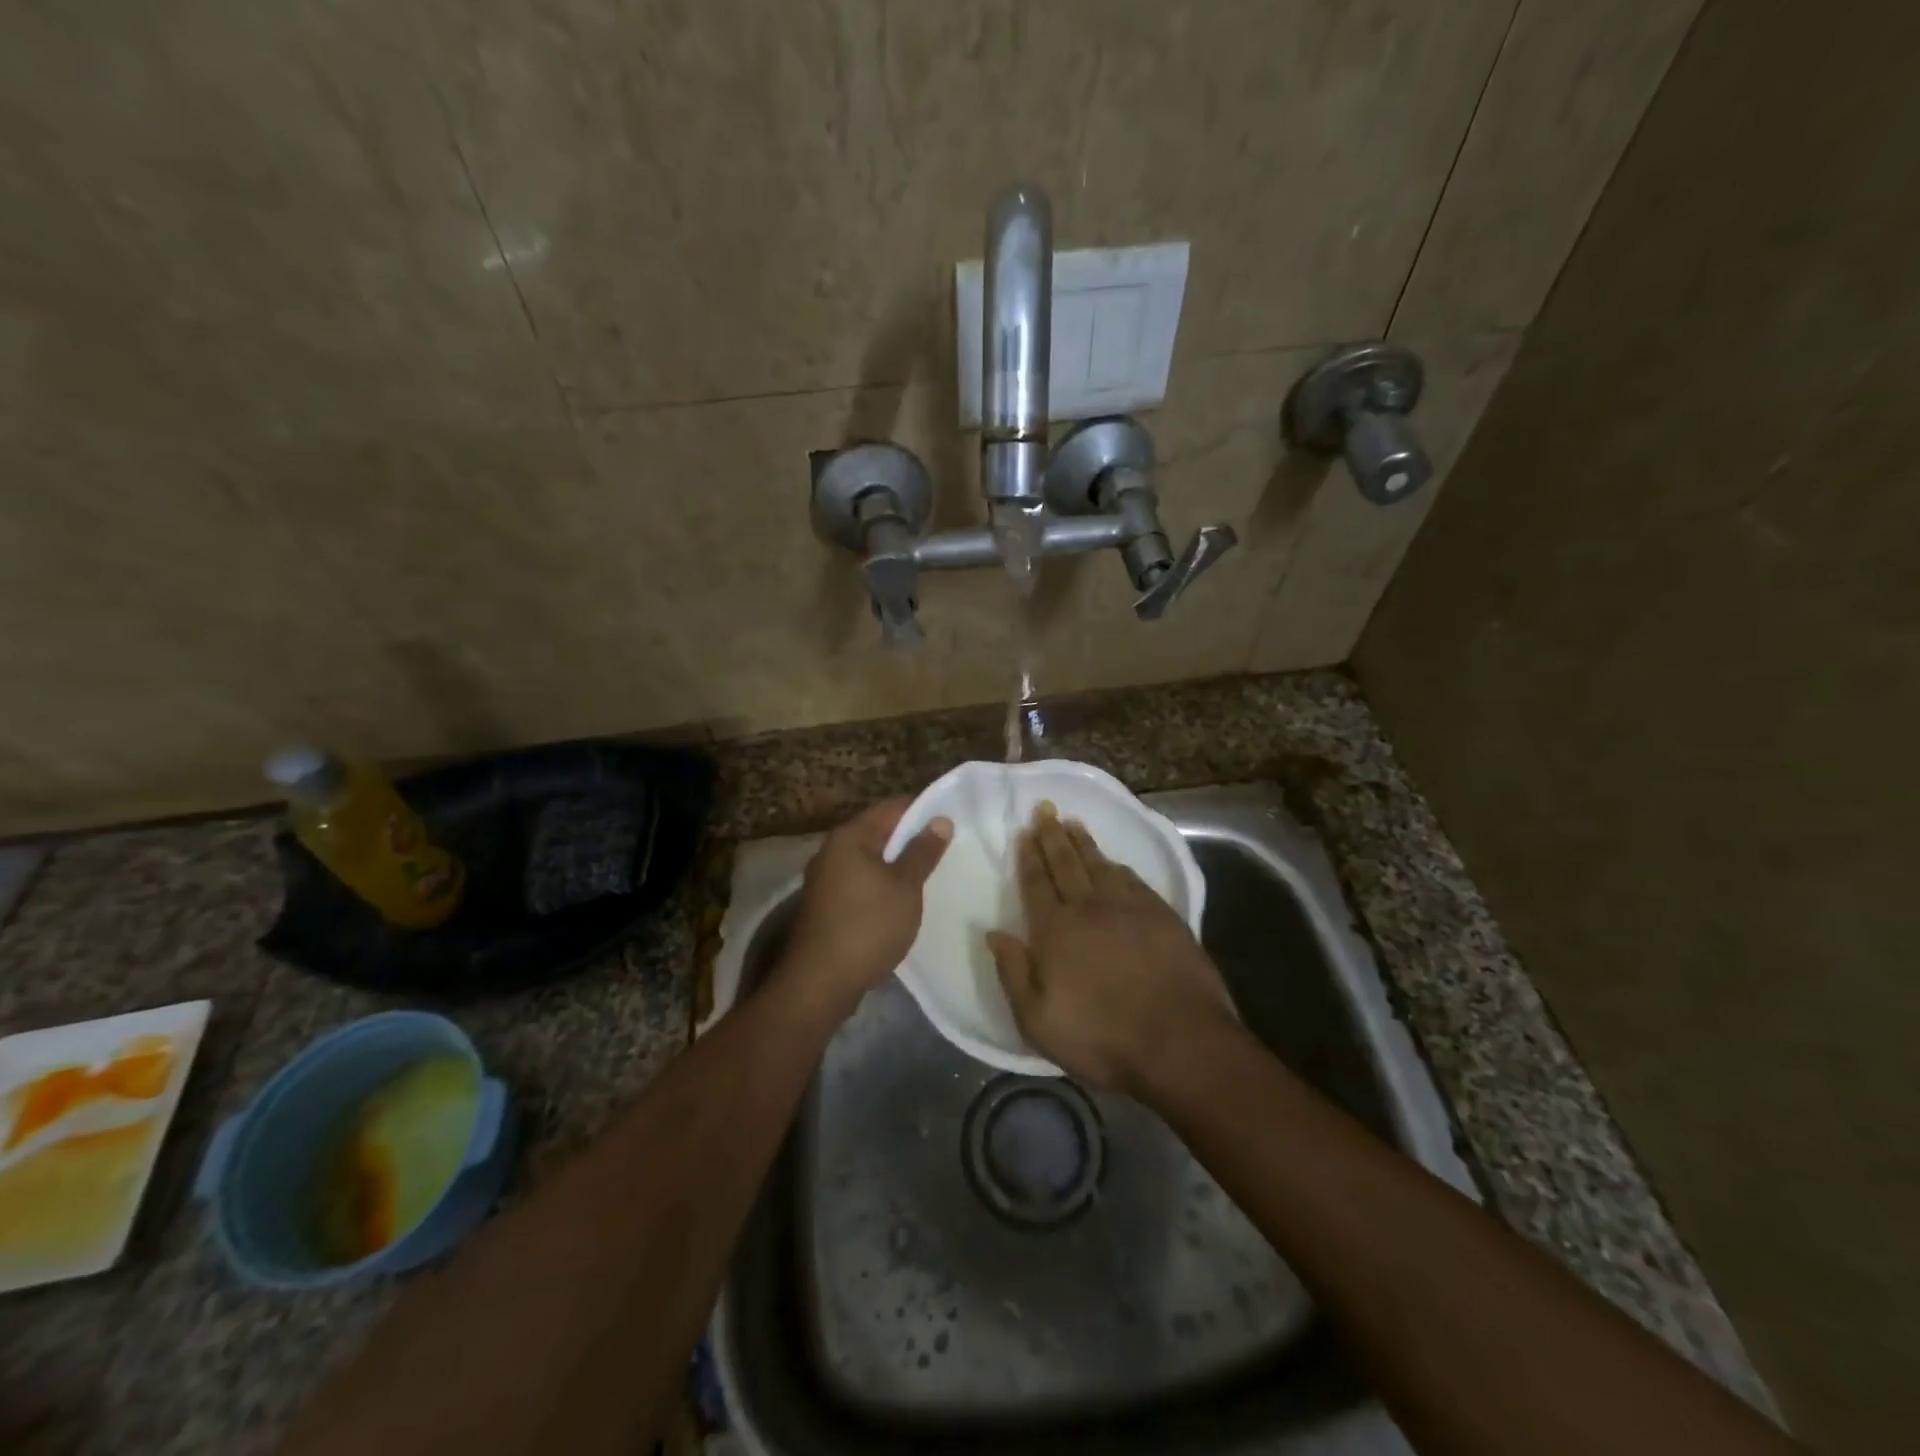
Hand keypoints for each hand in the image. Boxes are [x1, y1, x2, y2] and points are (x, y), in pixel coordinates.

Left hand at [782, 798, 951, 1016]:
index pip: (891, 808)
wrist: (820, 982)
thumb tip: (941, 820)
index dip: (922, 811)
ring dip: (896, 865)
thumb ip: (923, 852)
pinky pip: (860, 883)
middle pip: (878, 833)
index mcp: (849, 837)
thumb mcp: (905, 887)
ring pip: (869, 860)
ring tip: (929, 874)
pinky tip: (902, 901)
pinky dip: (882, 885)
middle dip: (910, 840)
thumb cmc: (868, 925)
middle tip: (946, 849)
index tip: (949, 822)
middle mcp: (832, 851)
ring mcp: (825, 879)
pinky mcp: (826, 905)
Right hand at [987, 805, 1233, 1089]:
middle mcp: (1090, 908)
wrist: (1180, 1042)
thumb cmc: (1102, 1037)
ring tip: (1073, 822)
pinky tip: (1113, 861)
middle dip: (1052, 835)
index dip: (1028, 857)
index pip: (1037, 883)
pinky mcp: (1162, 915)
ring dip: (1084, 842)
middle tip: (1045, 808)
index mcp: (1056, 930)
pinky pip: (1132, 878)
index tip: (1024, 832)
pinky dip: (1117, 864)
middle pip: (1066, 863)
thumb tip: (993, 932)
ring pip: (1100, 864)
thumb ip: (1013, 972)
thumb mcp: (1038, 1020)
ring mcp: (1130, 908)